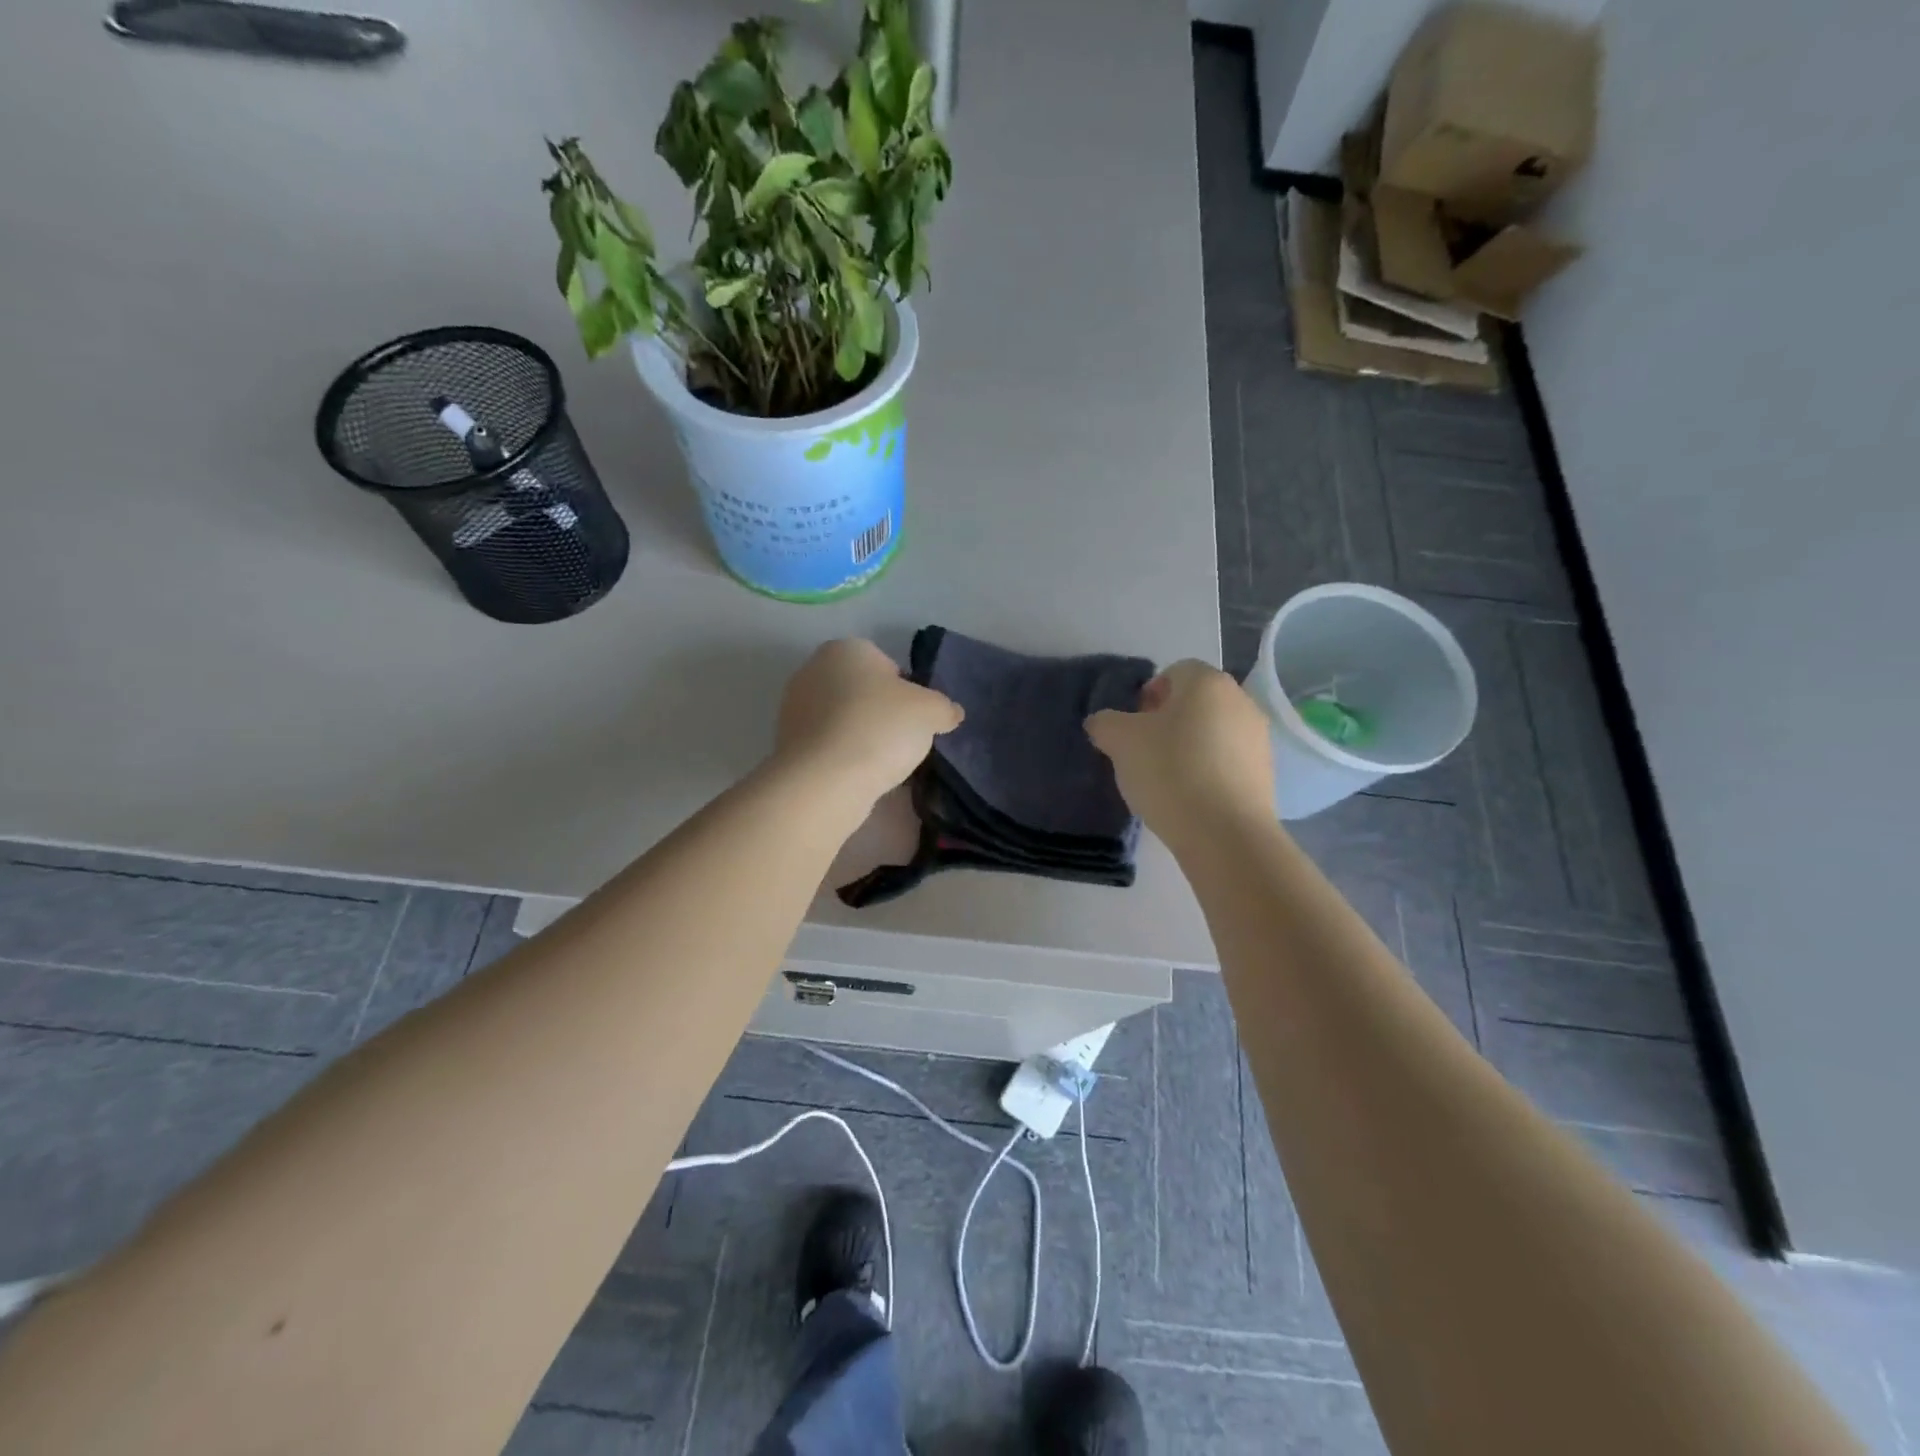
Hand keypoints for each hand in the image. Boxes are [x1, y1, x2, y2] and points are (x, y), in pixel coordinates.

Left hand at [773, 639, 963, 807]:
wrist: (825, 780)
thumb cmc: (880, 728)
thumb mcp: (931, 712)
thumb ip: (944, 707)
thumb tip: (950, 713)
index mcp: (846, 649)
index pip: (887, 665)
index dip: (907, 692)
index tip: (916, 719)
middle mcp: (813, 669)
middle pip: (862, 691)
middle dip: (883, 714)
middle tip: (903, 741)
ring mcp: (794, 707)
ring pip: (844, 720)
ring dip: (863, 737)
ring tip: (884, 764)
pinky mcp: (786, 743)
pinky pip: (828, 745)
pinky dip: (845, 757)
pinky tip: (860, 776)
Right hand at [1086, 660, 1274, 847]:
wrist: (1225, 834)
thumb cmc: (1170, 772)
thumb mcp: (1120, 742)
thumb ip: (1105, 723)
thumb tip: (1103, 723)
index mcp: (1207, 682)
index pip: (1173, 672)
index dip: (1147, 696)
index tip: (1133, 728)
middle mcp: (1240, 700)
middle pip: (1195, 702)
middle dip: (1168, 721)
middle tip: (1144, 753)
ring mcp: (1258, 737)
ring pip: (1212, 731)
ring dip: (1189, 746)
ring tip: (1166, 780)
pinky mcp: (1266, 773)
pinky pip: (1228, 760)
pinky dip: (1208, 770)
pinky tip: (1191, 797)